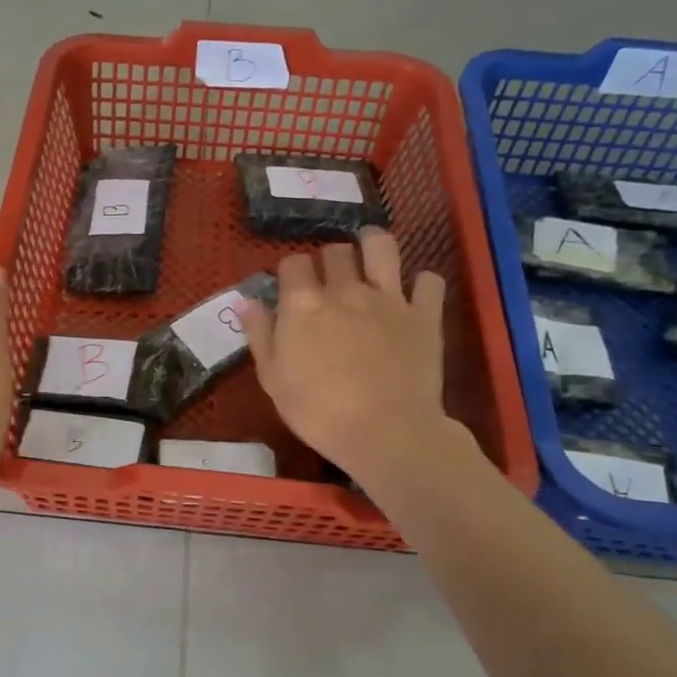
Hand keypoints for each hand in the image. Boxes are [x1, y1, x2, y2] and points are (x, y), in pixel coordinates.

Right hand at [243, 227, 484, 500]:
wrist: (385, 433)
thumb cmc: (317, 412)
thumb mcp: (272, 379)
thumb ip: (260, 334)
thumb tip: (247, 301)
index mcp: (303, 304)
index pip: (292, 263)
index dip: (290, 271)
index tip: (291, 287)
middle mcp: (345, 290)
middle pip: (335, 251)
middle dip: (328, 258)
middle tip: (328, 278)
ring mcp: (389, 299)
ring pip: (382, 247)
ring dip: (372, 243)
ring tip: (369, 251)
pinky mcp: (424, 315)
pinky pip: (429, 281)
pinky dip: (421, 282)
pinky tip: (413, 292)